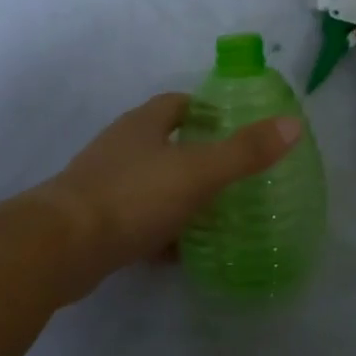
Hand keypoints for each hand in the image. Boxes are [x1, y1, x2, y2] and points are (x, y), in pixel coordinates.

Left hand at [39, 94, 301, 290]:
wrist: (62, 246)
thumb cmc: (133, 195)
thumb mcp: (198, 172)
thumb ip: (245, 151)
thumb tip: (293, 123)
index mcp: (143, 124)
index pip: (177, 103)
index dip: (206, 110)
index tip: (233, 127)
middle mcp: (121, 147)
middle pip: (163, 142)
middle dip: (195, 155)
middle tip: (231, 175)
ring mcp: (103, 184)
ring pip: (150, 182)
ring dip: (177, 194)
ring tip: (213, 214)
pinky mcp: (93, 221)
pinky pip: (136, 218)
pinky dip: (158, 230)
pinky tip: (178, 252)